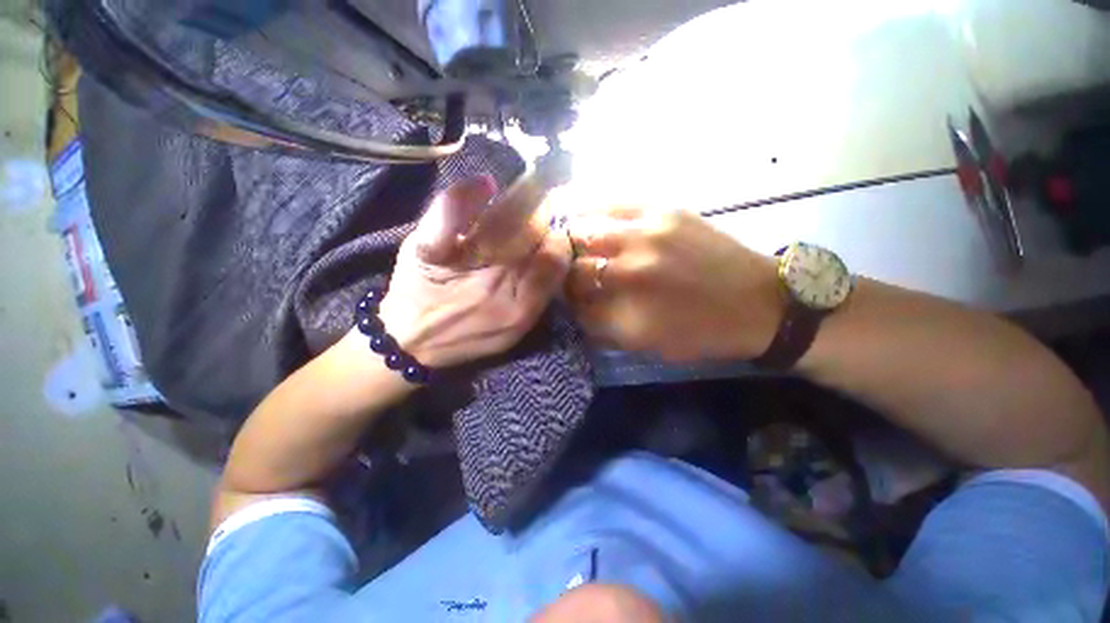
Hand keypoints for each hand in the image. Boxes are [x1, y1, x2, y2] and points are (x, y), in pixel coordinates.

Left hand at [378, 177, 571, 367]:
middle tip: (541, 208)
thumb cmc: (468, 335)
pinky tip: (487, 185)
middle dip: (541, 216)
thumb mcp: (515, 329)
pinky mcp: (429, 249)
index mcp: (520, 308)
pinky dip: (468, 195)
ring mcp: (463, 264)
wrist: (411, 339)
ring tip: (524, 196)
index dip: (558, 241)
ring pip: (503, 219)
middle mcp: (497, 284)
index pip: (553, 260)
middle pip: (530, 234)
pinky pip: (450, 213)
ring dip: (519, 203)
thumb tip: (558, 246)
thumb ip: (539, 294)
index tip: (554, 235)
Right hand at [566, 207, 783, 361]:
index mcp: (627, 313)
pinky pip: (614, 202)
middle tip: (568, 269)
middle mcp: (630, 272)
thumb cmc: (701, 333)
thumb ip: (604, 326)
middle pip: (572, 265)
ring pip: (585, 230)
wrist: (760, 303)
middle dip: (564, 270)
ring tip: (571, 240)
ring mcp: (646, 235)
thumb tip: (577, 305)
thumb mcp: (647, 344)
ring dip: (572, 239)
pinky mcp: (664, 210)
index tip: (568, 296)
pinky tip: (587, 212)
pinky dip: (592, 208)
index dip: (566, 299)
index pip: (573, 302)